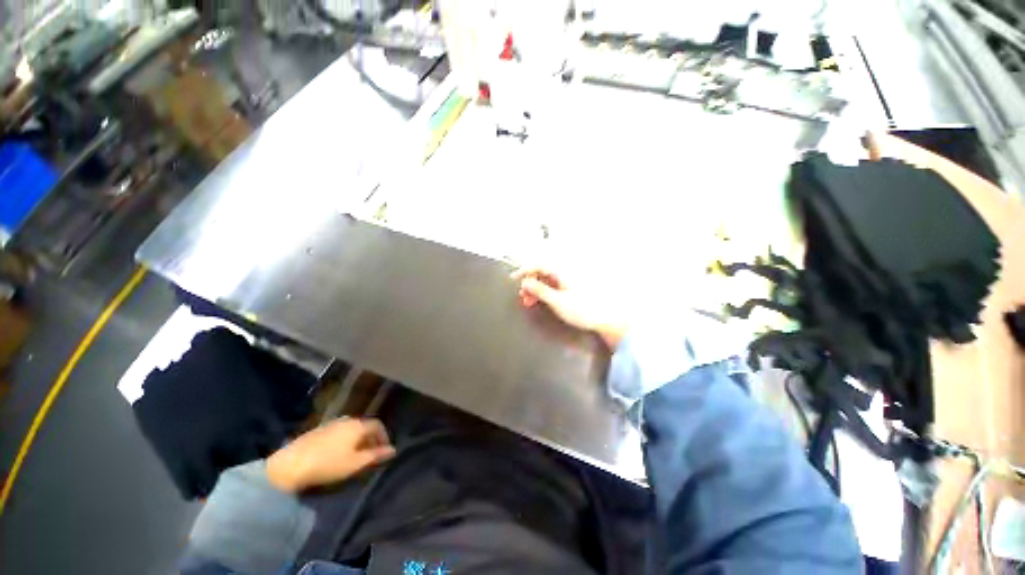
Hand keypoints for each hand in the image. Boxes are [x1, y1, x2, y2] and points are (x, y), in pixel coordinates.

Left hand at [266, 418, 395, 492]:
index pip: (378, 425)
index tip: (383, 451)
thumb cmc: (328, 464)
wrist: (290, 465)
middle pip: (364, 426)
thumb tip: (393, 449)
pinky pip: (338, 432)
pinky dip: (343, 440)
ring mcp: (330, 423)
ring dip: (356, 440)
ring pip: (350, 429)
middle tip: (369, 455)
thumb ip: (375, 455)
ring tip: (353, 456)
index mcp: (358, 425)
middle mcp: (346, 420)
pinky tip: (336, 454)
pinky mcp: (317, 430)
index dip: (384, 436)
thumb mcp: (355, 463)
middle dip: (370, 439)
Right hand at [511, 265, 628, 347]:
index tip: (514, 279)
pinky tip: (541, 300)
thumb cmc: (583, 310)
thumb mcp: (557, 302)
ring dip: (536, 287)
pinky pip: (553, 284)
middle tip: (523, 296)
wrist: (605, 320)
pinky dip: (544, 290)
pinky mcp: (572, 286)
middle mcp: (566, 271)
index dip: (524, 270)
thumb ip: (539, 290)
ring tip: (530, 301)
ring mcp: (570, 279)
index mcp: (563, 271)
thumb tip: (525, 282)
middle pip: (542, 271)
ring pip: (547, 278)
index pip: (538, 264)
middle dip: (530, 282)